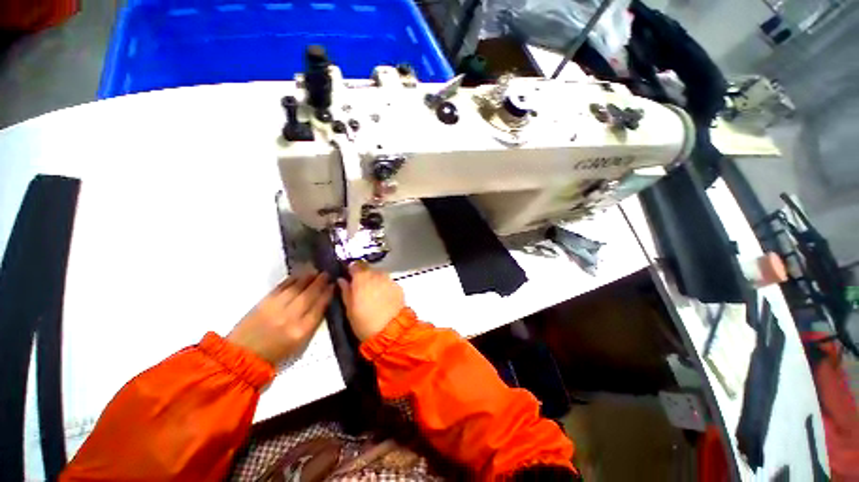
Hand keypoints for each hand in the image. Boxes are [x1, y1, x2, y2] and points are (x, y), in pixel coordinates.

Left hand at [228, 272, 333, 364]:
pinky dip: (292, 279)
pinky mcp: (264, 302)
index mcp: (302, 330)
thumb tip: (323, 304)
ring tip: (315, 271)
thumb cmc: (276, 354)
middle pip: (310, 295)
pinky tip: (299, 275)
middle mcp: (291, 317)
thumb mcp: (301, 344)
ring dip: (308, 277)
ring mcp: (276, 308)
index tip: (334, 285)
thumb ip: (313, 323)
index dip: (328, 294)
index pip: (320, 306)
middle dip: (320, 282)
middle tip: (327, 274)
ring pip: (296, 288)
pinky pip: (281, 287)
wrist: (243, 356)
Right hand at [337, 262, 404, 340]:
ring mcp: (388, 280)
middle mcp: (376, 275)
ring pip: (379, 274)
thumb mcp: (349, 309)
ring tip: (372, 293)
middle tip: (360, 287)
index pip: (355, 265)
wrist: (391, 331)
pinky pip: (388, 282)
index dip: (351, 270)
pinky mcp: (398, 287)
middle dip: (364, 275)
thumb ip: (345, 291)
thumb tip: (342, 280)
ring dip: (374, 279)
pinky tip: (383, 297)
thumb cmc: (364, 322)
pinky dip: (384, 286)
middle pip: (368, 269)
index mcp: (361, 279)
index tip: (349, 276)